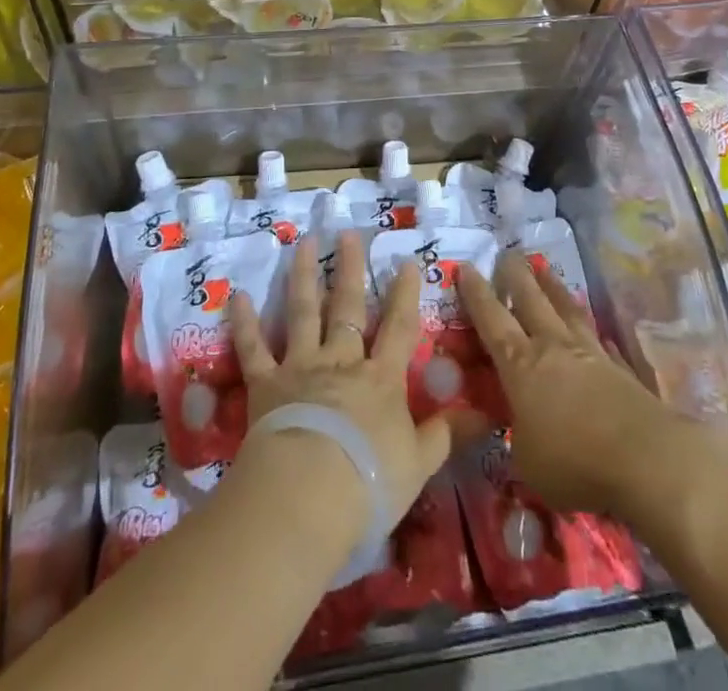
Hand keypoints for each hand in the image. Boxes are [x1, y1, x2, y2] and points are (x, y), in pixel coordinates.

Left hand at [231, 232, 454, 534]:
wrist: (308, 494)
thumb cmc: (370, 483)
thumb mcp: (420, 463)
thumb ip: (447, 434)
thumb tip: (488, 414)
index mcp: (380, 379)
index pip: (398, 328)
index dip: (404, 295)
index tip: (406, 262)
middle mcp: (341, 362)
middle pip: (347, 307)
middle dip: (349, 269)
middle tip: (348, 234)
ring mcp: (300, 367)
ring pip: (302, 313)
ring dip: (302, 276)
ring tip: (303, 243)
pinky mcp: (265, 384)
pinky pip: (254, 349)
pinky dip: (245, 323)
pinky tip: (238, 297)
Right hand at [459, 251, 717, 524]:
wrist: (648, 461)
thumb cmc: (575, 464)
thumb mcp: (527, 463)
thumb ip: (518, 438)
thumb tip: (519, 429)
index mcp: (520, 365)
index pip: (491, 319)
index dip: (476, 293)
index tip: (464, 267)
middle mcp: (553, 347)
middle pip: (530, 298)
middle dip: (515, 274)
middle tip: (506, 254)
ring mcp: (590, 353)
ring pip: (566, 308)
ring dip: (552, 286)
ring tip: (543, 268)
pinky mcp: (621, 368)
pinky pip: (600, 339)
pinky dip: (590, 331)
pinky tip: (593, 330)